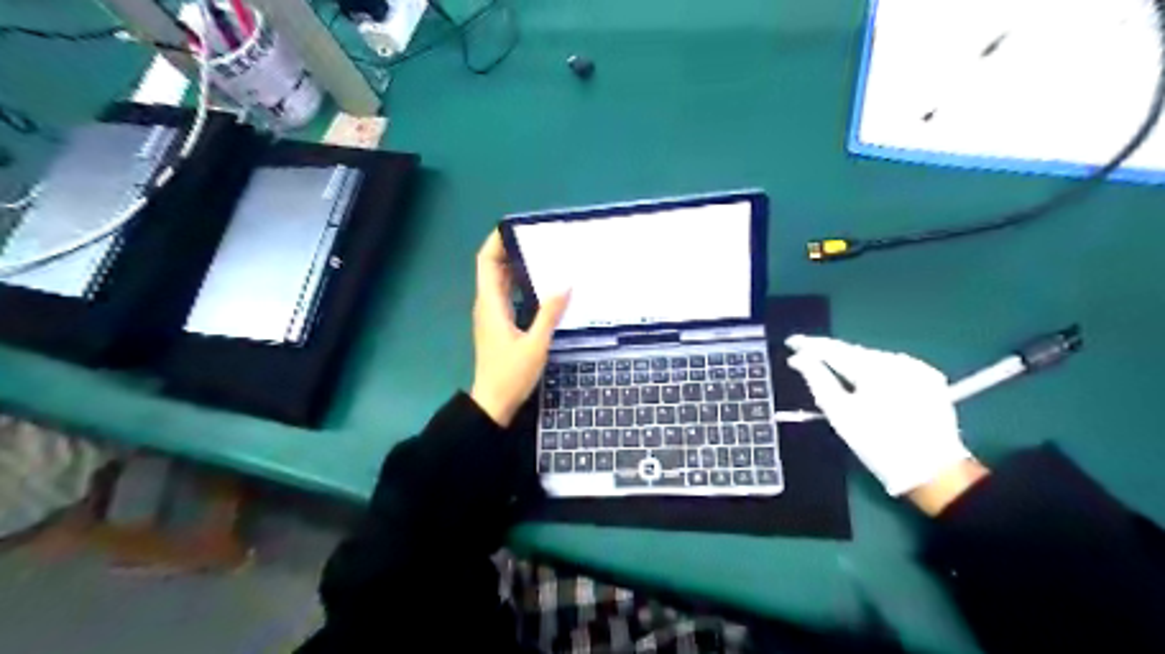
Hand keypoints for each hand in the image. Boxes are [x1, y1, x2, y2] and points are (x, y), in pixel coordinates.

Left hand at [468, 230, 568, 427]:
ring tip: (545, 256)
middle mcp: (488, 304)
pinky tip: (542, 286)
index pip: (486, 261)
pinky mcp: (499, 324)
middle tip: (540, 239)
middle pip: (493, 267)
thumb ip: (549, 314)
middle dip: (512, 249)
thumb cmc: (511, 374)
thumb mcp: (535, 344)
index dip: (496, 241)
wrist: (493, 403)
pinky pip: (508, 294)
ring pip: (501, 281)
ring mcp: (492, 314)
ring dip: (517, 266)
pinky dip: (521, 283)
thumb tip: (565, 284)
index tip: (517, 227)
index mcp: (491, 303)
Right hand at [781, 333, 980, 503]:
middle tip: (808, 358)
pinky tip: (866, 383)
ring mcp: (917, 367)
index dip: (810, 345)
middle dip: (832, 356)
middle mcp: (898, 360)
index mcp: (875, 368)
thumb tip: (799, 358)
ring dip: (853, 364)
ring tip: (835, 372)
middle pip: (855, 353)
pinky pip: (893, 368)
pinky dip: (876, 372)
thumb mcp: (840, 414)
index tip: (792, 342)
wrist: (933, 471)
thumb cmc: (878, 444)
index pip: (835, 349)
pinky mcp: (929, 378)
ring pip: (874, 359)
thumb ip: (817, 380)